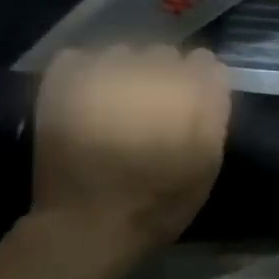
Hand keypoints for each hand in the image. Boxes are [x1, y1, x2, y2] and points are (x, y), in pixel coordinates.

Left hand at [31, 46, 230, 259]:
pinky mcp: (64, 80)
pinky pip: (80, 57)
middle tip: (151, 112)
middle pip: (164, 54)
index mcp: (189, 90)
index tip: (190, 108)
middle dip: (162, 76)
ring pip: (122, 53)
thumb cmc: (159, 201)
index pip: (205, 62)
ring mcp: (103, 71)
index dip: (199, 84)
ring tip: (115, 107)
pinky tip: (86, 100)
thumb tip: (210, 71)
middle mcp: (149, 70)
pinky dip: (85, 73)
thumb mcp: (208, 162)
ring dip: (124, 73)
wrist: (89, 224)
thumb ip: (214, 109)